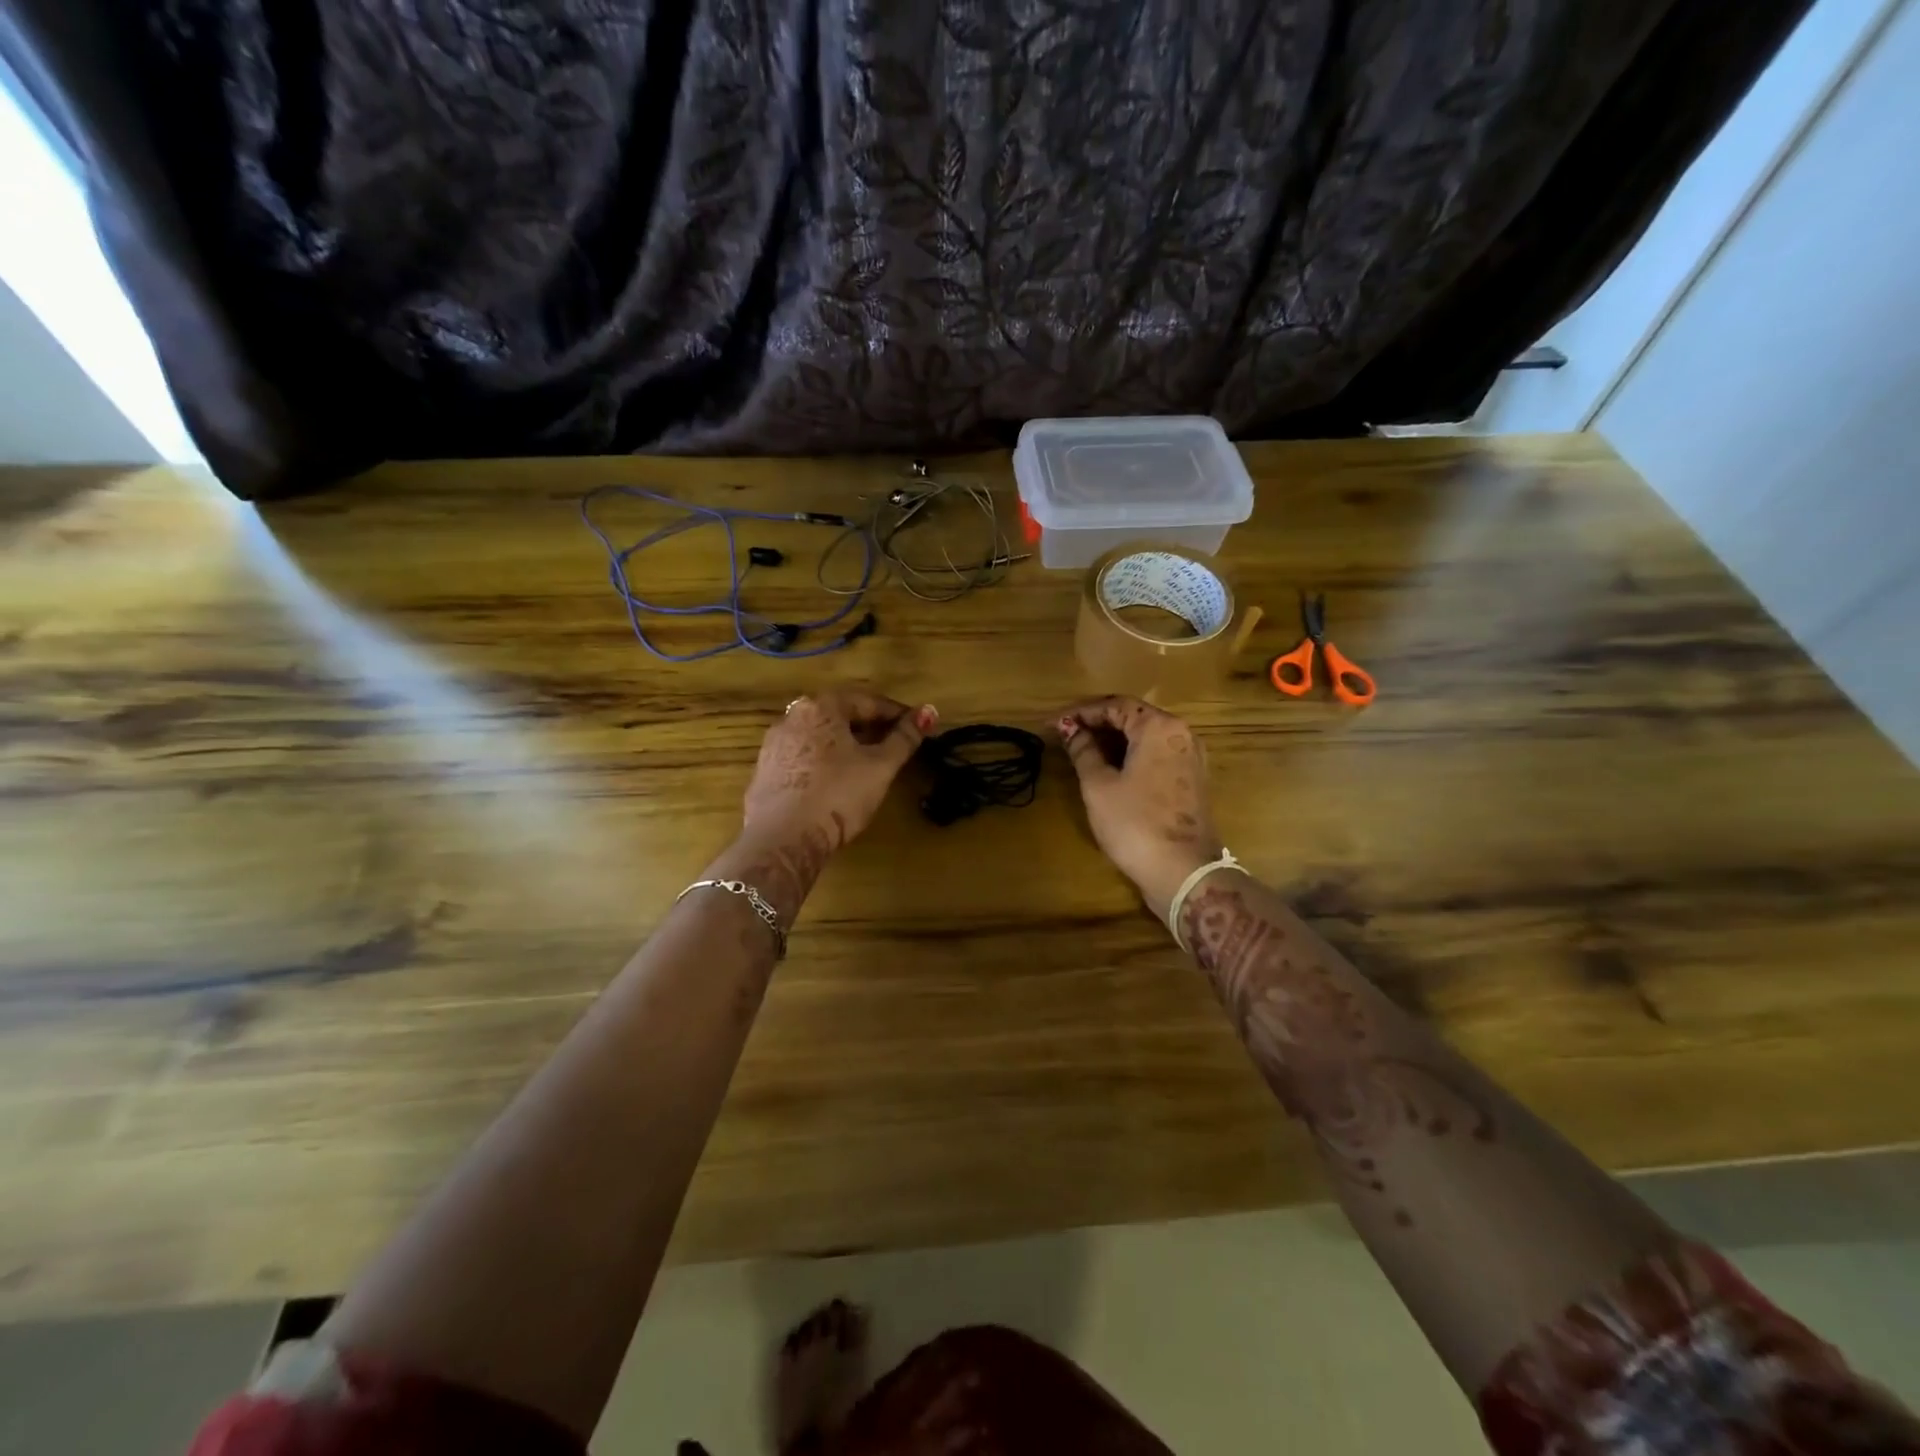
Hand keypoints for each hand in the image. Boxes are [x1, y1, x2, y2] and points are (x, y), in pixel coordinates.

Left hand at [743, 688, 937, 850]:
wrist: (783, 839)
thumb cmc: (838, 795)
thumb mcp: (880, 766)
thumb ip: (905, 737)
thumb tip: (929, 710)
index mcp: (821, 707)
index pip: (867, 701)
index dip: (896, 714)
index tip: (916, 727)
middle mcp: (792, 717)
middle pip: (840, 715)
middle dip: (869, 728)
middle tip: (894, 745)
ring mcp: (773, 745)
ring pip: (819, 736)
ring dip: (844, 744)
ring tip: (866, 764)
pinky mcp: (764, 772)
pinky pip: (802, 757)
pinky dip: (823, 762)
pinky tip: (835, 782)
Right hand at [1056, 696, 1222, 919]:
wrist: (1183, 872)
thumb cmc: (1135, 824)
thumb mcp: (1098, 786)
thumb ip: (1083, 751)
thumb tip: (1072, 730)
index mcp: (1159, 727)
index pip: (1115, 705)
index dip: (1081, 712)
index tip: (1055, 723)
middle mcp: (1181, 734)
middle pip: (1133, 716)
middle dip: (1097, 723)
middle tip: (1066, 735)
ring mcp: (1191, 757)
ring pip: (1146, 736)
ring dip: (1114, 740)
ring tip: (1082, 751)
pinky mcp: (1192, 779)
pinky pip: (1157, 754)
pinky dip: (1131, 755)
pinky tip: (1109, 769)